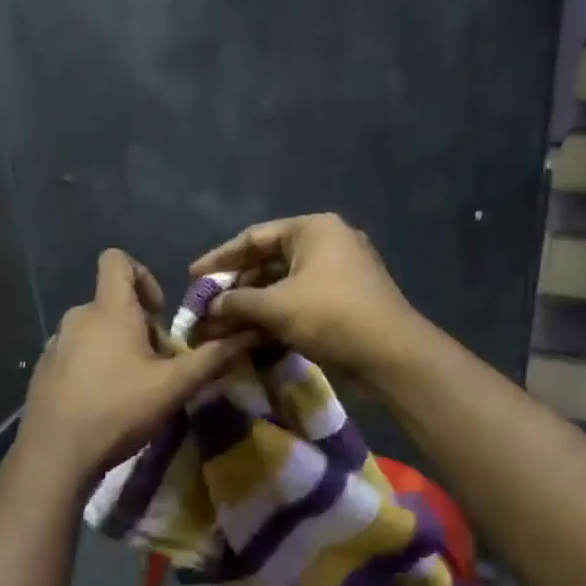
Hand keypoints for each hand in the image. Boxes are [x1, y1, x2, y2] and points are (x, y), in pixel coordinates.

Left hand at [18, 249, 254, 483]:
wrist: (55, 453)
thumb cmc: (118, 409)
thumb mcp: (173, 386)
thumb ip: (211, 359)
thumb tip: (248, 335)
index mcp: (109, 310)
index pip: (117, 260)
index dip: (143, 275)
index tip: (159, 313)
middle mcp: (77, 317)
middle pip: (113, 303)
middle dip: (139, 326)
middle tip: (157, 365)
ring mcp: (55, 343)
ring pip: (94, 330)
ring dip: (117, 347)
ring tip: (132, 386)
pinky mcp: (43, 369)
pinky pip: (75, 353)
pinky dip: (92, 366)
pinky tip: (102, 402)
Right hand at [190, 213, 419, 377]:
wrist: (392, 355)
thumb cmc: (332, 316)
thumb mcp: (277, 306)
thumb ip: (237, 302)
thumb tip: (208, 308)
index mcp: (313, 230)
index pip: (254, 238)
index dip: (220, 259)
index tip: (193, 277)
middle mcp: (326, 244)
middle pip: (268, 262)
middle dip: (235, 288)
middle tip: (205, 307)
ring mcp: (337, 274)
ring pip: (282, 286)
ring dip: (252, 307)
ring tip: (221, 326)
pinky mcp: (342, 302)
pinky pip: (299, 303)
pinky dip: (274, 317)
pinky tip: (249, 336)